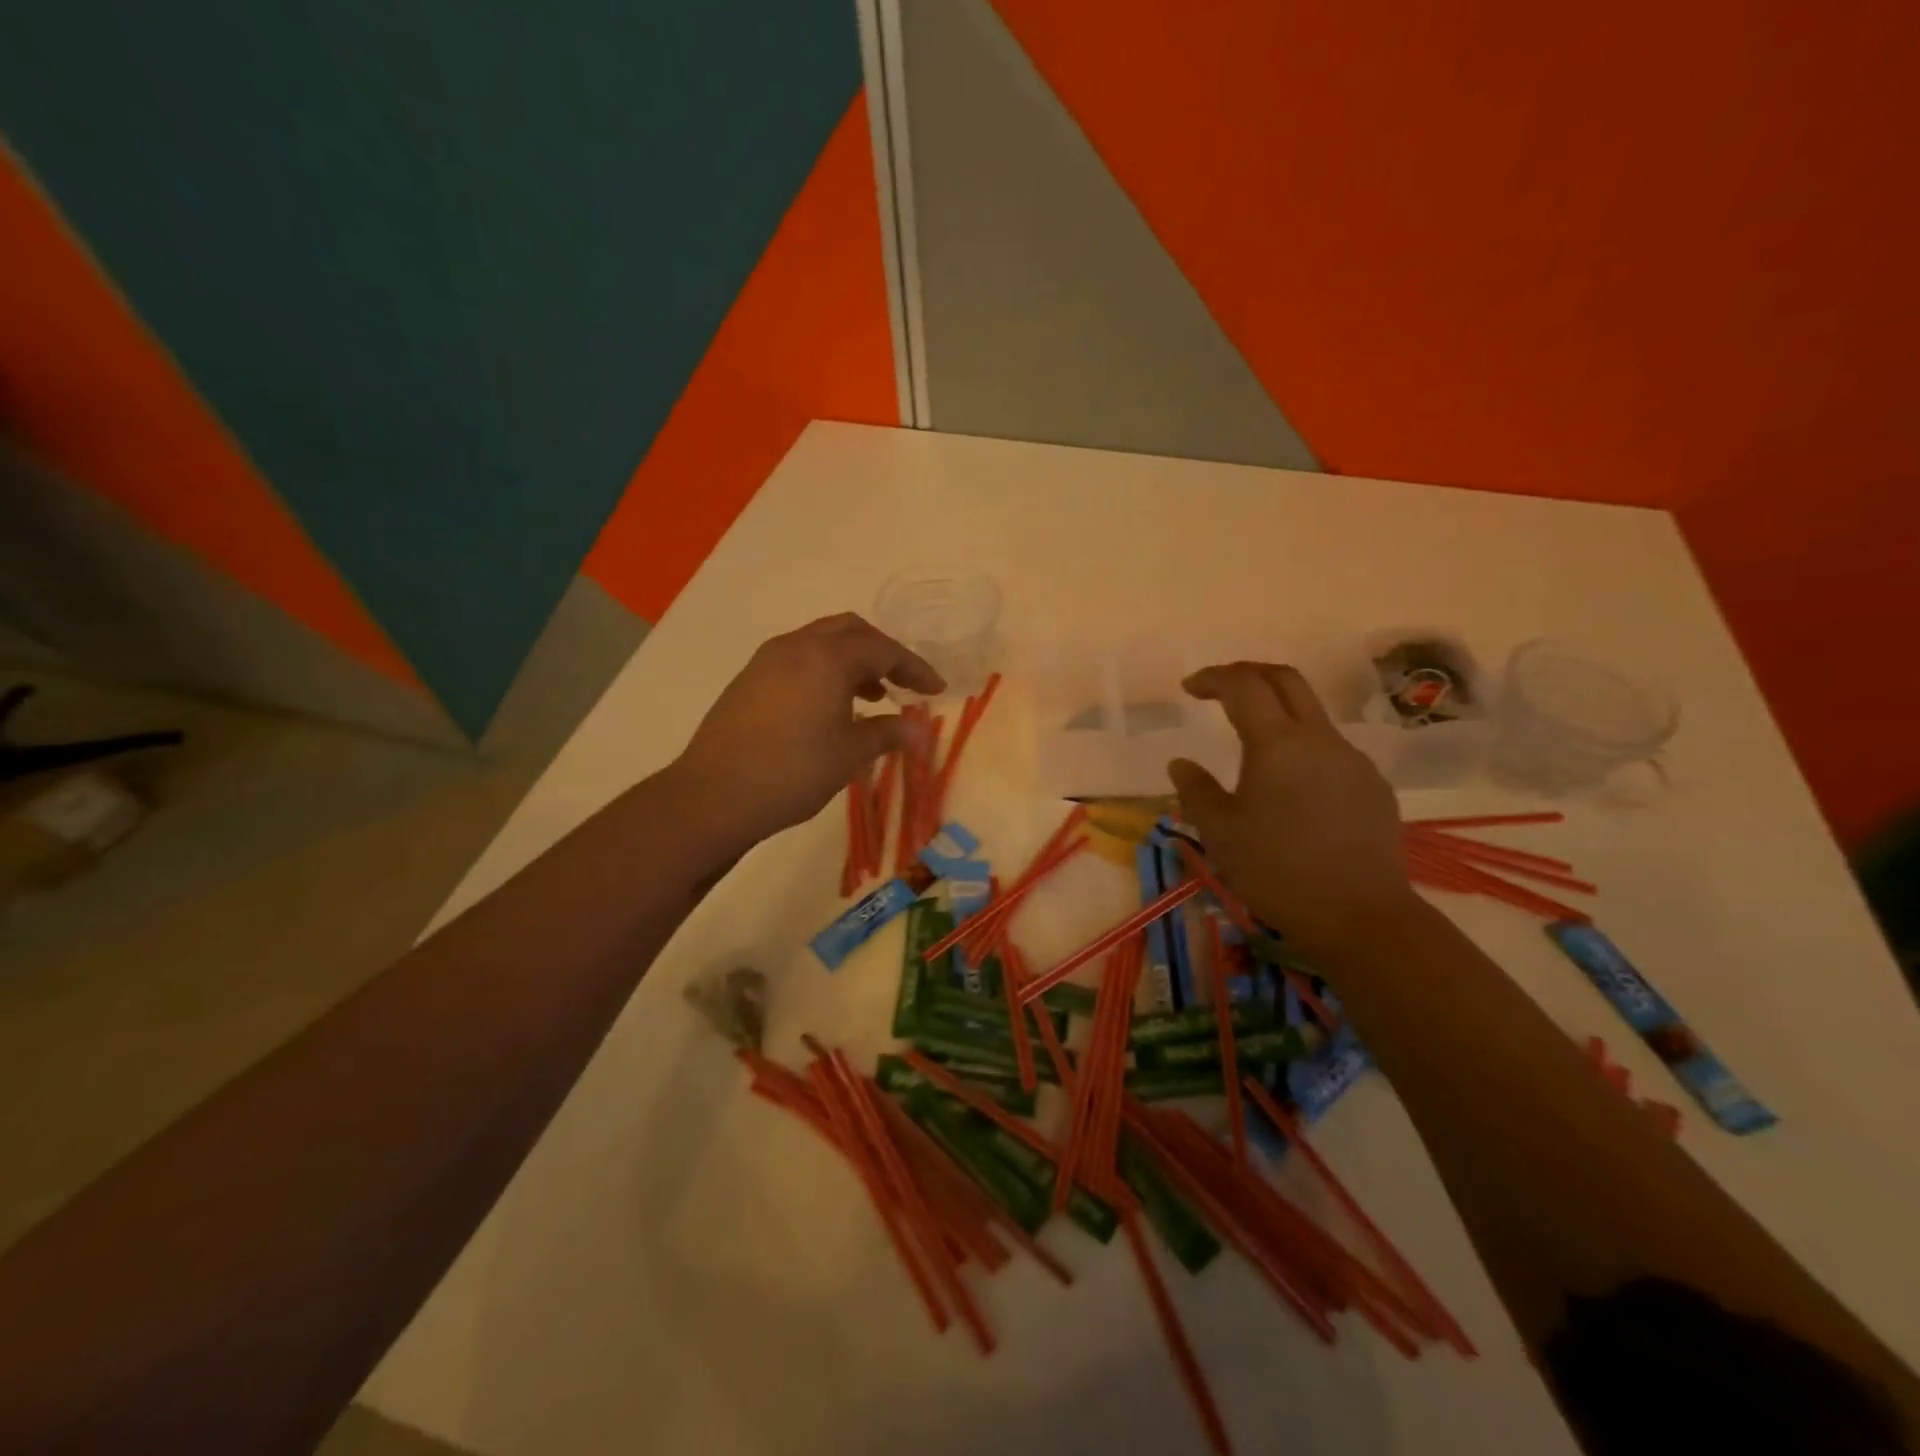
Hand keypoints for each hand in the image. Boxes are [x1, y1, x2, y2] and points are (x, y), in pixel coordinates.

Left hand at [670, 614, 943, 855]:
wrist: (714, 795)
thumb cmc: (793, 772)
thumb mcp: (850, 754)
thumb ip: (888, 733)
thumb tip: (919, 730)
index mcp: (828, 657)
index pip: (883, 650)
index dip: (914, 668)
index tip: (936, 690)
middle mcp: (797, 646)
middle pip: (850, 631)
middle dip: (882, 652)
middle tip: (903, 682)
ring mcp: (768, 660)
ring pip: (821, 642)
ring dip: (852, 660)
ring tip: (872, 697)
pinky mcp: (749, 679)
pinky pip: (798, 658)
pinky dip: (824, 670)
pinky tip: (830, 706)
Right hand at [1167, 662, 1414, 954]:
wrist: (1360, 916)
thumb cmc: (1277, 871)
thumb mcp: (1220, 832)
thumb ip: (1196, 791)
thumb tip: (1181, 764)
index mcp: (1277, 743)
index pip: (1244, 685)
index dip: (1213, 678)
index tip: (1189, 688)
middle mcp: (1320, 739)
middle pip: (1286, 680)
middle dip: (1249, 674)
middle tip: (1219, 689)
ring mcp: (1353, 761)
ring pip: (1312, 716)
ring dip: (1277, 713)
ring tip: (1251, 746)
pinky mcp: (1373, 787)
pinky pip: (1331, 751)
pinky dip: (1302, 749)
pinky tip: (1291, 790)